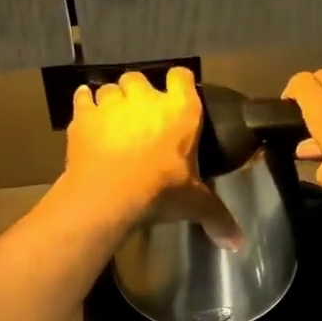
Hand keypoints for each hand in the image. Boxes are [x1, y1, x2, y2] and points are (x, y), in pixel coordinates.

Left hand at [64, 68, 241, 244]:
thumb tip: (239, 243)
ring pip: (110, 88)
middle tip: (141, 116)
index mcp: (180, 110)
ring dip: (112, 99)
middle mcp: (146, 98)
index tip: (178, 94)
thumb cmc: (160, 191)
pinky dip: (84, 103)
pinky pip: (82, 97)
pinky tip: (87, 114)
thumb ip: (217, 216)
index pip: (182, 77)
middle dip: (139, 93)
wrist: (109, 194)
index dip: (179, 83)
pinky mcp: (84, 115)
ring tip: (113, 119)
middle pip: (141, 78)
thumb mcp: (194, 203)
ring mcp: (112, 103)